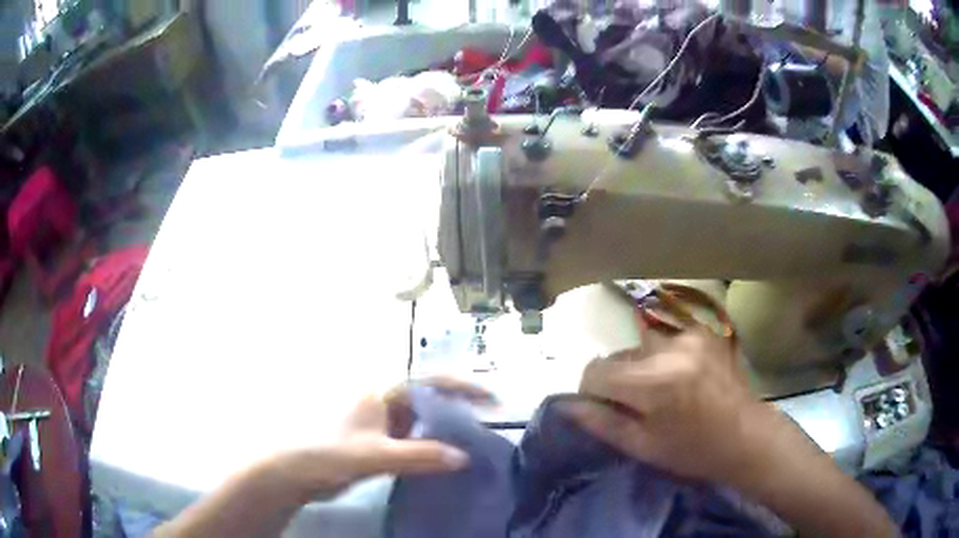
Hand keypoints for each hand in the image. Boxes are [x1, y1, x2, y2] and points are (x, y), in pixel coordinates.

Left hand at [278, 378, 493, 498]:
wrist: (297, 472)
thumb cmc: (330, 452)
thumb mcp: (375, 455)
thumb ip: (419, 455)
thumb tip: (463, 458)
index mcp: (382, 390)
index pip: (430, 380)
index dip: (463, 386)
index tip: (493, 399)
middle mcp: (385, 400)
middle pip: (430, 397)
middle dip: (460, 406)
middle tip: (491, 421)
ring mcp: (383, 421)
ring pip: (424, 419)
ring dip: (447, 428)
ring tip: (476, 441)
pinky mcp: (380, 441)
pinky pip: (414, 438)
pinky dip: (432, 445)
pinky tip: (447, 458)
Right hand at [561, 321, 784, 486]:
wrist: (746, 436)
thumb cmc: (692, 451)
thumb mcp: (642, 446)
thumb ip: (601, 422)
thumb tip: (566, 404)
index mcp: (653, 382)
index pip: (595, 371)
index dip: (592, 392)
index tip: (606, 410)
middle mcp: (669, 348)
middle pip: (618, 355)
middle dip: (618, 379)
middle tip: (637, 406)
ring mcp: (690, 335)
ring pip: (641, 346)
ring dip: (641, 367)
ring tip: (663, 392)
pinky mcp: (704, 332)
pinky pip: (666, 341)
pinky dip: (663, 358)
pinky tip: (682, 379)